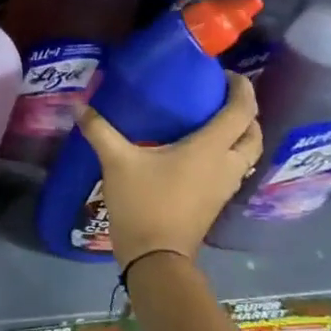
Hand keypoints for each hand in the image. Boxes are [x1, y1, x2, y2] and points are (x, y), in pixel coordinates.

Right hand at [76, 72, 263, 265]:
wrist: (156, 255)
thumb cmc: (143, 202)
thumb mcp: (117, 162)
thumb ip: (99, 130)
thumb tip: (78, 105)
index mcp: (211, 148)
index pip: (241, 111)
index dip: (241, 88)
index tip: (226, 75)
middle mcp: (227, 164)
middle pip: (252, 132)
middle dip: (244, 112)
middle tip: (220, 99)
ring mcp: (225, 186)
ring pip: (248, 153)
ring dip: (239, 135)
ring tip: (212, 123)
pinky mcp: (217, 201)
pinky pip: (234, 169)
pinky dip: (227, 154)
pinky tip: (201, 154)